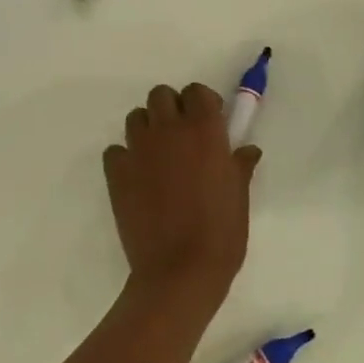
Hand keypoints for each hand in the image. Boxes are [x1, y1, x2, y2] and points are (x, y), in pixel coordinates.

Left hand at [104, 83, 260, 309]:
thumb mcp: (240, 196)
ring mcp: (138, 149)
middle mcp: (168, 130)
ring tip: (158, 156)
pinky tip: (137, 178)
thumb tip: (247, 150)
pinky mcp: (116, 172)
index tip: (209, 121)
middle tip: (182, 136)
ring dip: (147, 128)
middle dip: (171, 109)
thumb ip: (240, 166)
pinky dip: (124, 158)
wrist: (180, 270)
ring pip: (136, 117)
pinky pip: (115, 150)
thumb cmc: (221, 233)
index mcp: (204, 130)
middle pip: (161, 95)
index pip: (196, 91)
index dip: (202, 103)